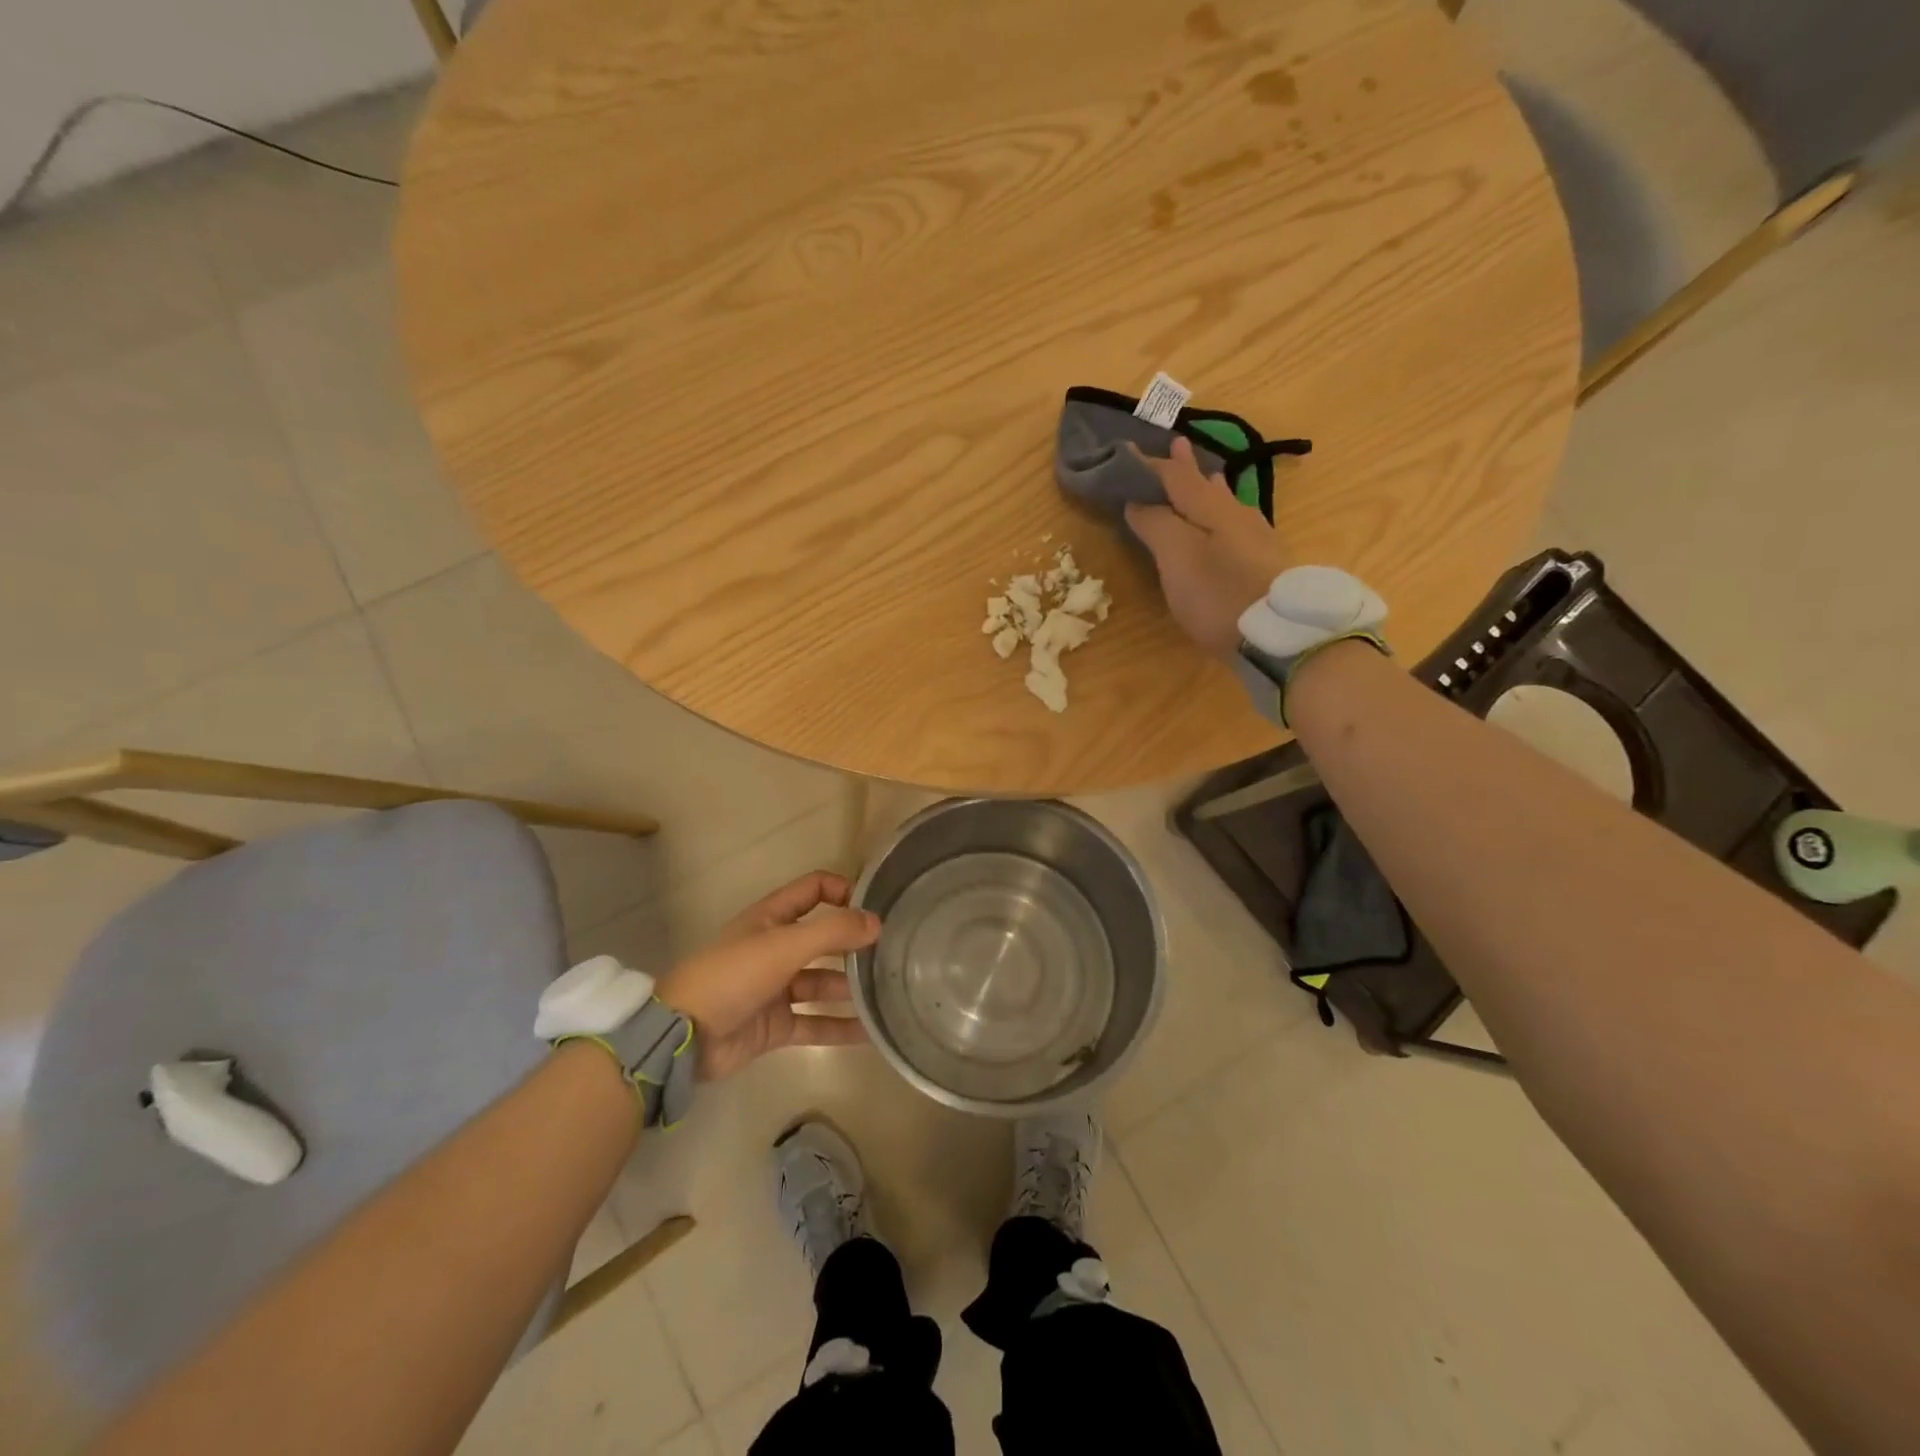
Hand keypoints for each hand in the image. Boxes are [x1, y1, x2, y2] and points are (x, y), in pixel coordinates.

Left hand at [656, 872, 877, 1080]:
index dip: (843, 891)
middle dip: (854, 943)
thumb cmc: (733, 975)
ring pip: (822, 982)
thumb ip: (833, 931)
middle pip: (823, 938)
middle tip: (893, 953)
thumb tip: (877, 922)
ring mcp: (776, 989)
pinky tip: (872, 1032)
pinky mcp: (775, 1026)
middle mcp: (776, 948)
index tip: (874, 907)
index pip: (814, 890)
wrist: (684, 1037)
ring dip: (851, 987)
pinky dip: (841, 1027)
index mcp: (772, 918)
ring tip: (889, 992)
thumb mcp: (784, 945)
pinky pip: (816, 1023)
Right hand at [1124, 436, 1290, 655]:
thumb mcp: (1177, 557)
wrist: (1279, 636)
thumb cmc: (1219, 593)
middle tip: (1176, 445)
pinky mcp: (1266, 565)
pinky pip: (1237, 526)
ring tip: (1206, 476)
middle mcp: (1237, 515)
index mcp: (1211, 508)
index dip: (1148, 465)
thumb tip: (1137, 500)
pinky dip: (1224, 515)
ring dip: (1210, 489)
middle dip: (1187, 468)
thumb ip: (1156, 524)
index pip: (1175, 476)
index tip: (1125, 452)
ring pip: (1226, 503)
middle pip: (1205, 485)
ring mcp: (1256, 540)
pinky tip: (1230, 523)